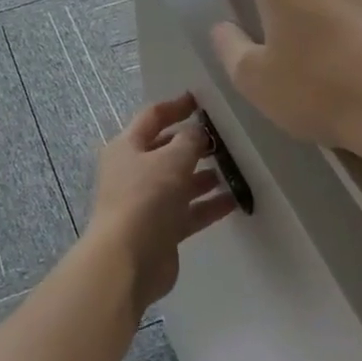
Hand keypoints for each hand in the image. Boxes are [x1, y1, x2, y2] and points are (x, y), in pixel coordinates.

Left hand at [86, 92, 235, 310]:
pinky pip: (188, 211)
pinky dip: (208, 205)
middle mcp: (133, 172)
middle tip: (226, 138)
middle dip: (194, 143)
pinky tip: (235, 200)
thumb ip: (189, 140)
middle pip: (166, 150)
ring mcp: (146, 202)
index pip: (152, 117)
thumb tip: (198, 130)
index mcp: (127, 147)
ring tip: (234, 168)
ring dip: (204, 175)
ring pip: (179, 182)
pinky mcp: (161, 230)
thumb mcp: (171, 160)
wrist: (127, 260)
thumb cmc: (145, 198)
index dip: (176, 106)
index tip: (202, 100)